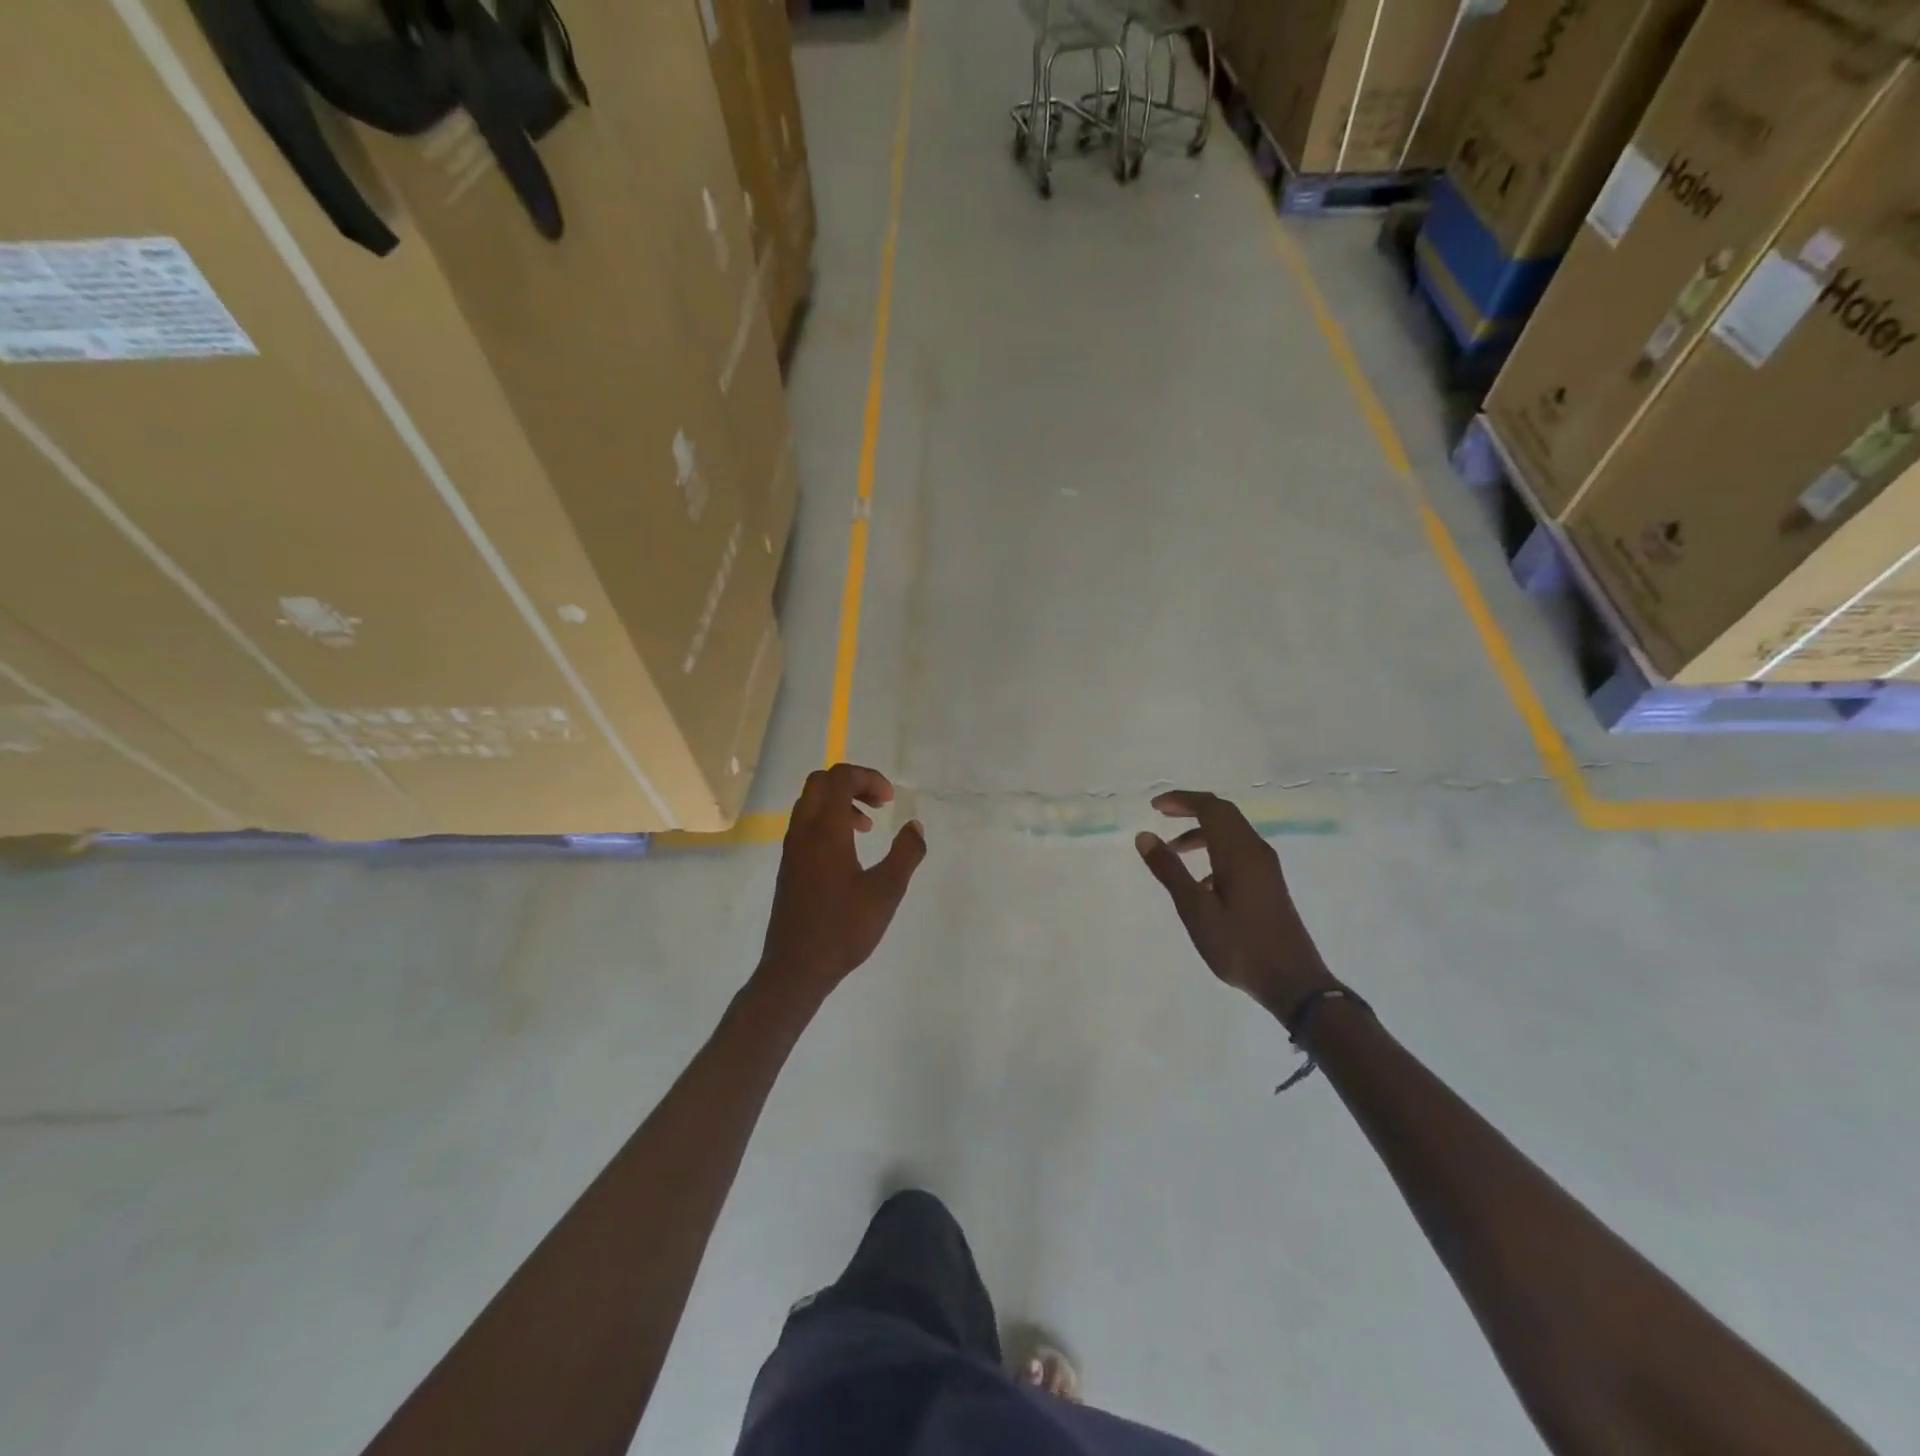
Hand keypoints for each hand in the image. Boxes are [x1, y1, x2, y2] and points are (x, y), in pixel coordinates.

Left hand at [759, 764, 926, 1000]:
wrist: (796, 968)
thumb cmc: (844, 929)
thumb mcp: (886, 891)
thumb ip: (906, 854)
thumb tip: (915, 826)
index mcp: (825, 830)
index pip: (840, 777)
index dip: (868, 778)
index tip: (891, 801)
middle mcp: (802, 831)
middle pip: (820, 782)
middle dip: (852, 783)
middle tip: (879, 804)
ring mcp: (791, 848)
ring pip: (809, 802)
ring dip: (839, 802)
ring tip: (867, 827)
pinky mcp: (788, 865)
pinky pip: (805, 824)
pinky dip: (827, 821)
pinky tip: (848, 851)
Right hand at [1135, 790, 1334, 1020]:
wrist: (1293, 982)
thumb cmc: (1240, 945)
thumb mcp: (1196, 910)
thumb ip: (1170, 870)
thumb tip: (1145, 835)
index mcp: (1239, 852)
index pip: (1211, 807)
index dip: (1182, 800)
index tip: (1154, 805)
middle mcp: (1256, 852)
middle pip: (1224, 814)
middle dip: (1192, 808)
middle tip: (1163, 814)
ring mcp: (1266, 868)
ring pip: (1232, 834)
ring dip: (1202, 832)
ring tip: (1174, 850)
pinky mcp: (1269, 884)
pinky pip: (1239, 853)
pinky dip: (1215, 851)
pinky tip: (1201, 882)